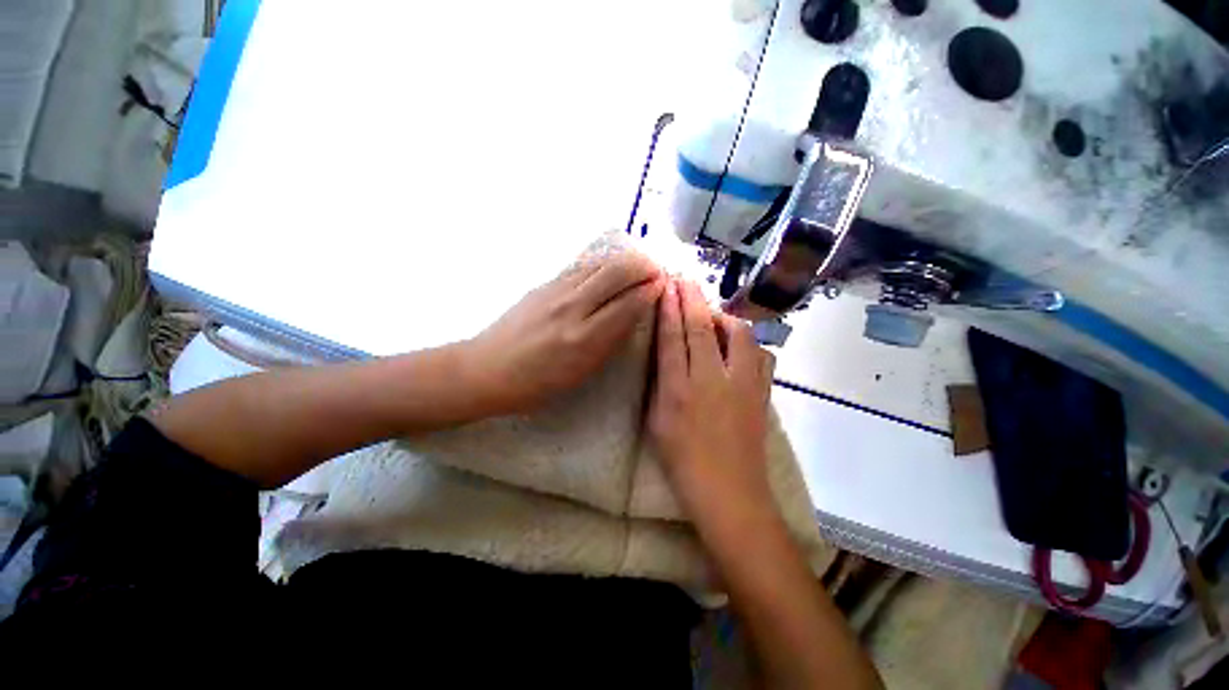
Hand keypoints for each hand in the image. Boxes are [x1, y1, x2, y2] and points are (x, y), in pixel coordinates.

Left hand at [463, 250, 664, 413]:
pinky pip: (581, 266)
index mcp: (584, 339)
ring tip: (637, 265)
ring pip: (599, 263)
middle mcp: (573, 308)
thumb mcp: (580, 374)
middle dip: (643, 266)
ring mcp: (556, 290)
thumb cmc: (537, 383)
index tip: (663, 285)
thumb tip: (631, 315)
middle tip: (656, 271)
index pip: (628, 303)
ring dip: (624, 260)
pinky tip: (609, 268)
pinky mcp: (543, 283)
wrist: (488, 369)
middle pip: (617, 272)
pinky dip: (602, 263)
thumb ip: (609, 342)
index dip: (650, 291)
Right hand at [647, 279, 775, 523]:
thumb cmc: (683, 463)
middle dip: (691, 298)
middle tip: (683, 279)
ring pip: (738, 334)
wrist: (730, 494)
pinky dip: (748, 341)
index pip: (672, 337)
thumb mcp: (657, 423)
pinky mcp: (762, 393)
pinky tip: (738, 345)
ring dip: (723, 316)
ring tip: (712, 314)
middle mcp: (711, 380)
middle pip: (702, 327)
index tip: (665, 286)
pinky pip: (761, 354)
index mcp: (679, 390)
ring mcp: (743, 385)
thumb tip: (663, 353)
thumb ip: (658, 384)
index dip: (668, 308)